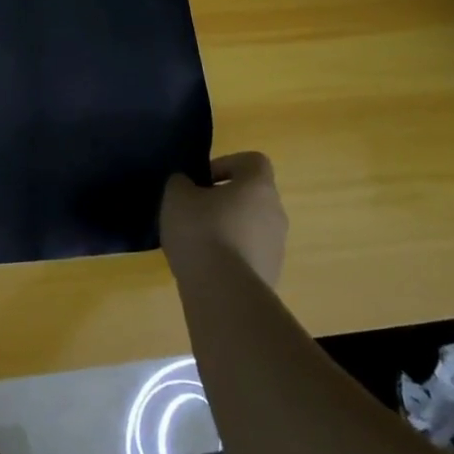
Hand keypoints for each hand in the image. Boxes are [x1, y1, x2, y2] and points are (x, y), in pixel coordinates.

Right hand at [160, 151, 286, 287]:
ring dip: (228, 228)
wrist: (224, 292)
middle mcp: (276, 213)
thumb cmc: (201, 231)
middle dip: (224, 200)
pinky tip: (206, 266)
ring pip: (251, 226)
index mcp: (258, 186)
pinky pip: (249, 254)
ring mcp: (277, 247)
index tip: (202, 181)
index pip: (253, 161)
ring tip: (198, 243)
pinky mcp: (271, 275)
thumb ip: (181, 182)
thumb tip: (188, 185)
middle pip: (252, 196)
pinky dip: (231, 255)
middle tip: (195, 211)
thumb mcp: (177, 196)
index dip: (226, 164)